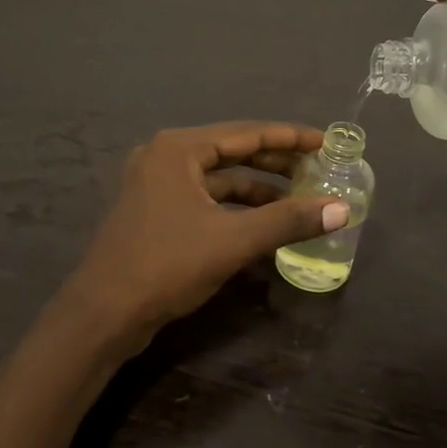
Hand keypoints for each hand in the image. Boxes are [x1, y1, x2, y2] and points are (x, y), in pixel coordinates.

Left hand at [64, 121, 347, 343]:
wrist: (104, 314)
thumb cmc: (166, 265)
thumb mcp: (233, 241)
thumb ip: (288, 221)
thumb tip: (342, 210)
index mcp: (178, 149)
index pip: (246, 133)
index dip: (290, 138)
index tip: (326, 143)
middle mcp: (165, 157)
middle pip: (232, 152)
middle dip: (276, 163)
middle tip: (318, 170)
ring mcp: (157, 185)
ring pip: (219, 179)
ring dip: (258, 189)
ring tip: (299, 200)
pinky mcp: (156, 212)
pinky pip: (206, 200)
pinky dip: (236, 209)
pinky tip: (264, 224)